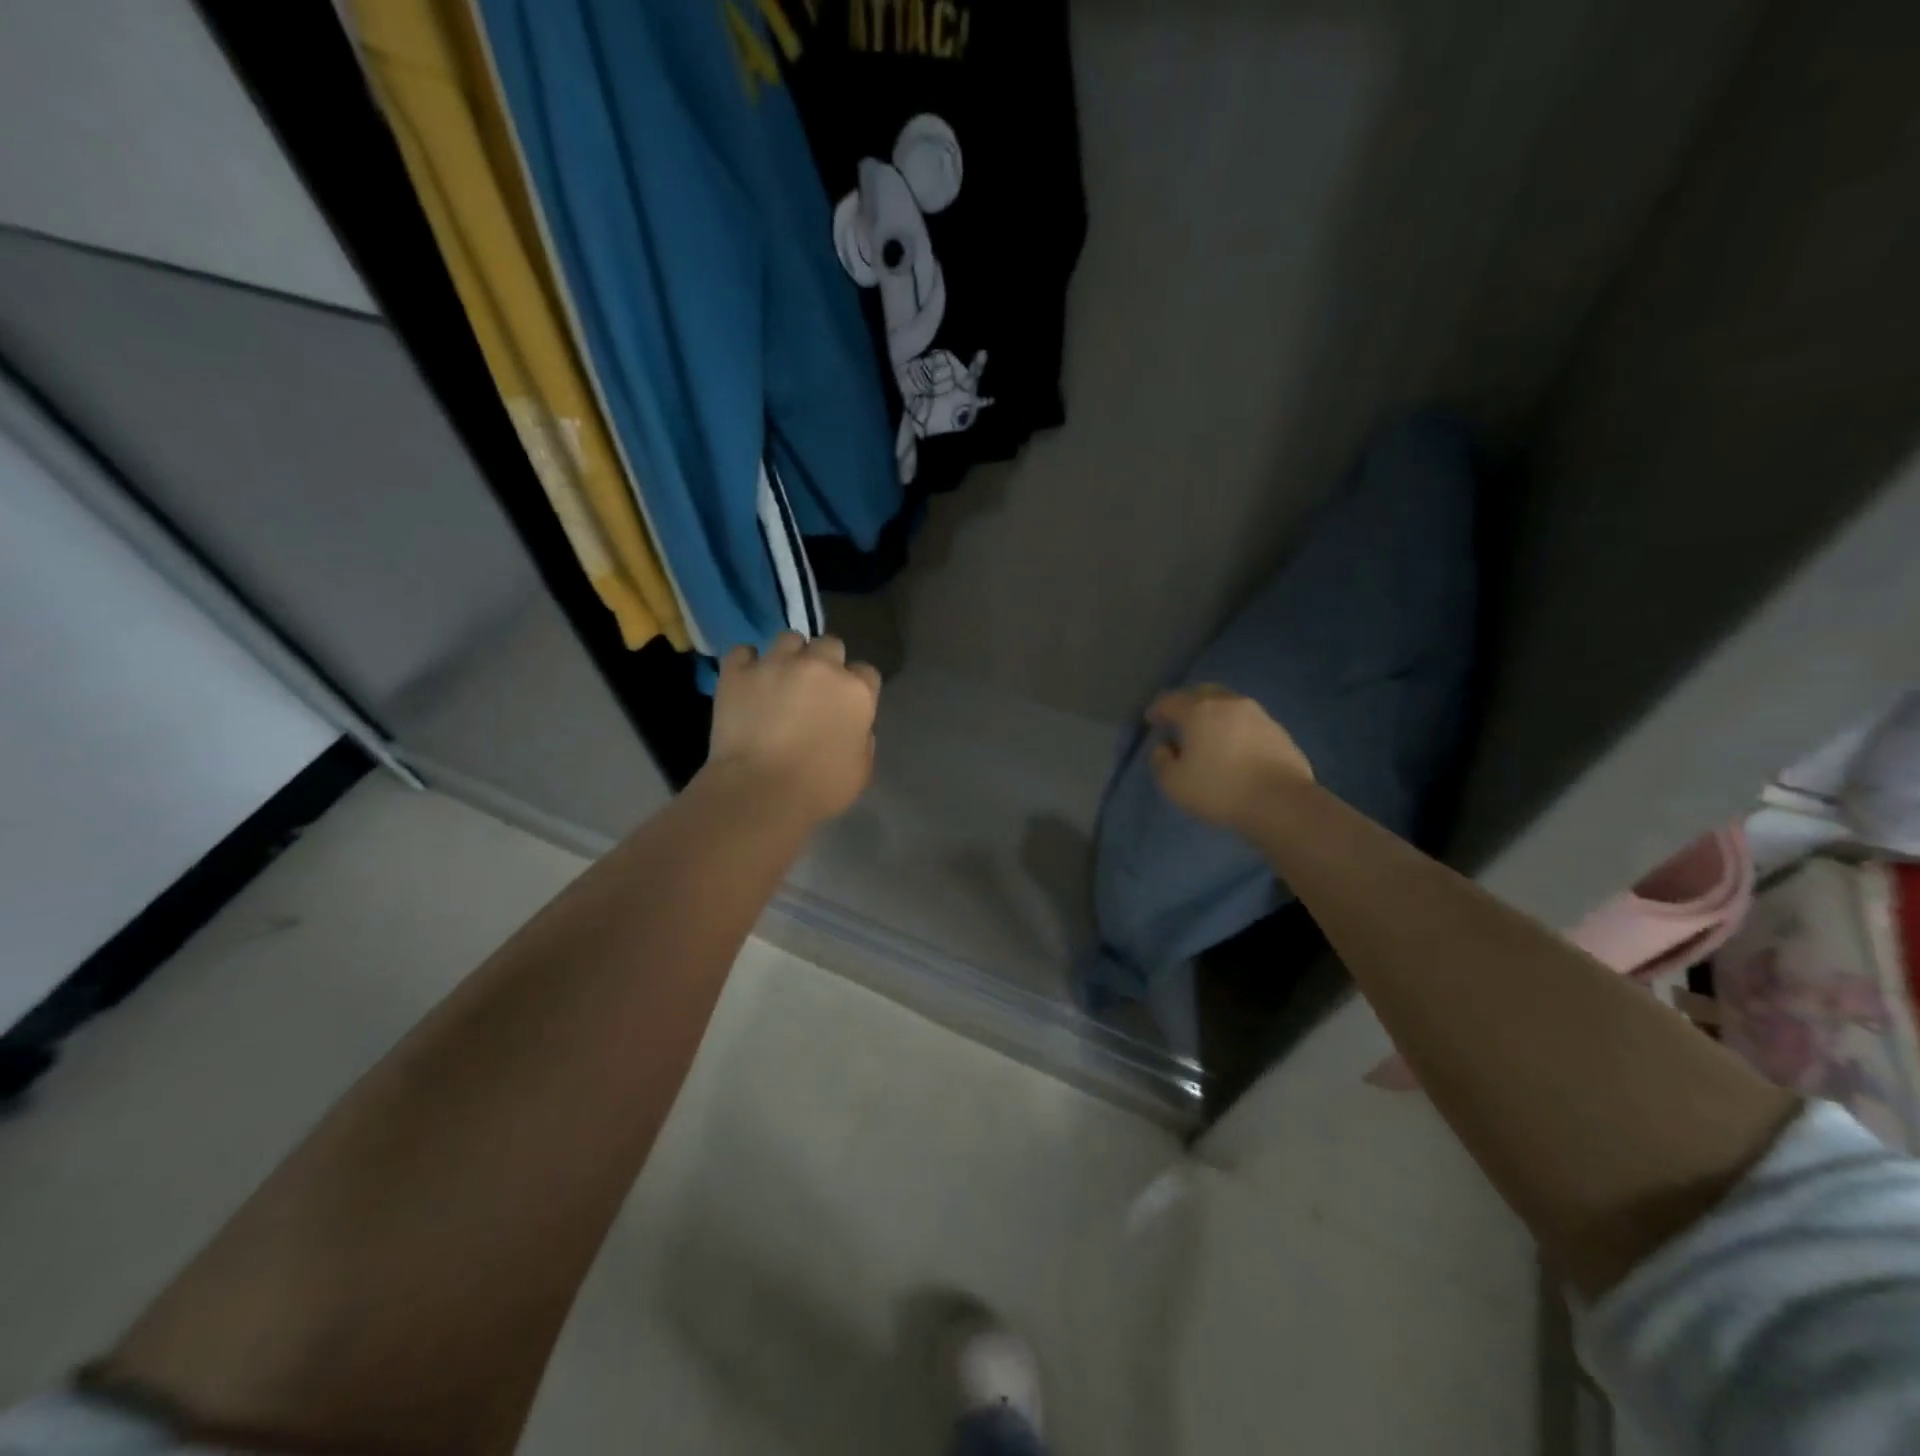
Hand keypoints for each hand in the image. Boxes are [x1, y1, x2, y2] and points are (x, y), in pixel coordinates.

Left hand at [705, 632, 881, 824]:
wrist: (759, 791)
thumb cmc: (818, 788)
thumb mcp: (860, 769)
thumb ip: (862, 738)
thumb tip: (853, 726)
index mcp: (856, 691)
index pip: (866, 672)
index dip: (856, 688)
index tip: (846, 705)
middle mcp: (820, 666)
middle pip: (830, 645)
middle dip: (825, 663)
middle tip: (813, 689)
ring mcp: (777, 663)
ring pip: (789, 639)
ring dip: (789, 656)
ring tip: (779, 679)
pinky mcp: (738, 671)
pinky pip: (743, 652)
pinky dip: (746, 663)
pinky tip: (747, 681)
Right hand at [1145, 685, 1312, 831]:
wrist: (1281, 802)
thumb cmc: (1219, 789)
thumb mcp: (1173, 783)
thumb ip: (1161, 761)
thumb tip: (1166, 747)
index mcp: (1198, 711)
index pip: (1170, 701)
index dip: (1157, 710)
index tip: (1151, 721)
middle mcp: (1228, 703)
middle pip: (1202, 693)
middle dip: (1187, 703)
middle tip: (1179, 721)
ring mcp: (1258, 715)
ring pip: (1229, 705)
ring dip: (1214, 715)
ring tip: (1208, 735)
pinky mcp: (1279, 732)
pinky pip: (1248, 722)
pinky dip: (1236, 729)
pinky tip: (1234, 748)